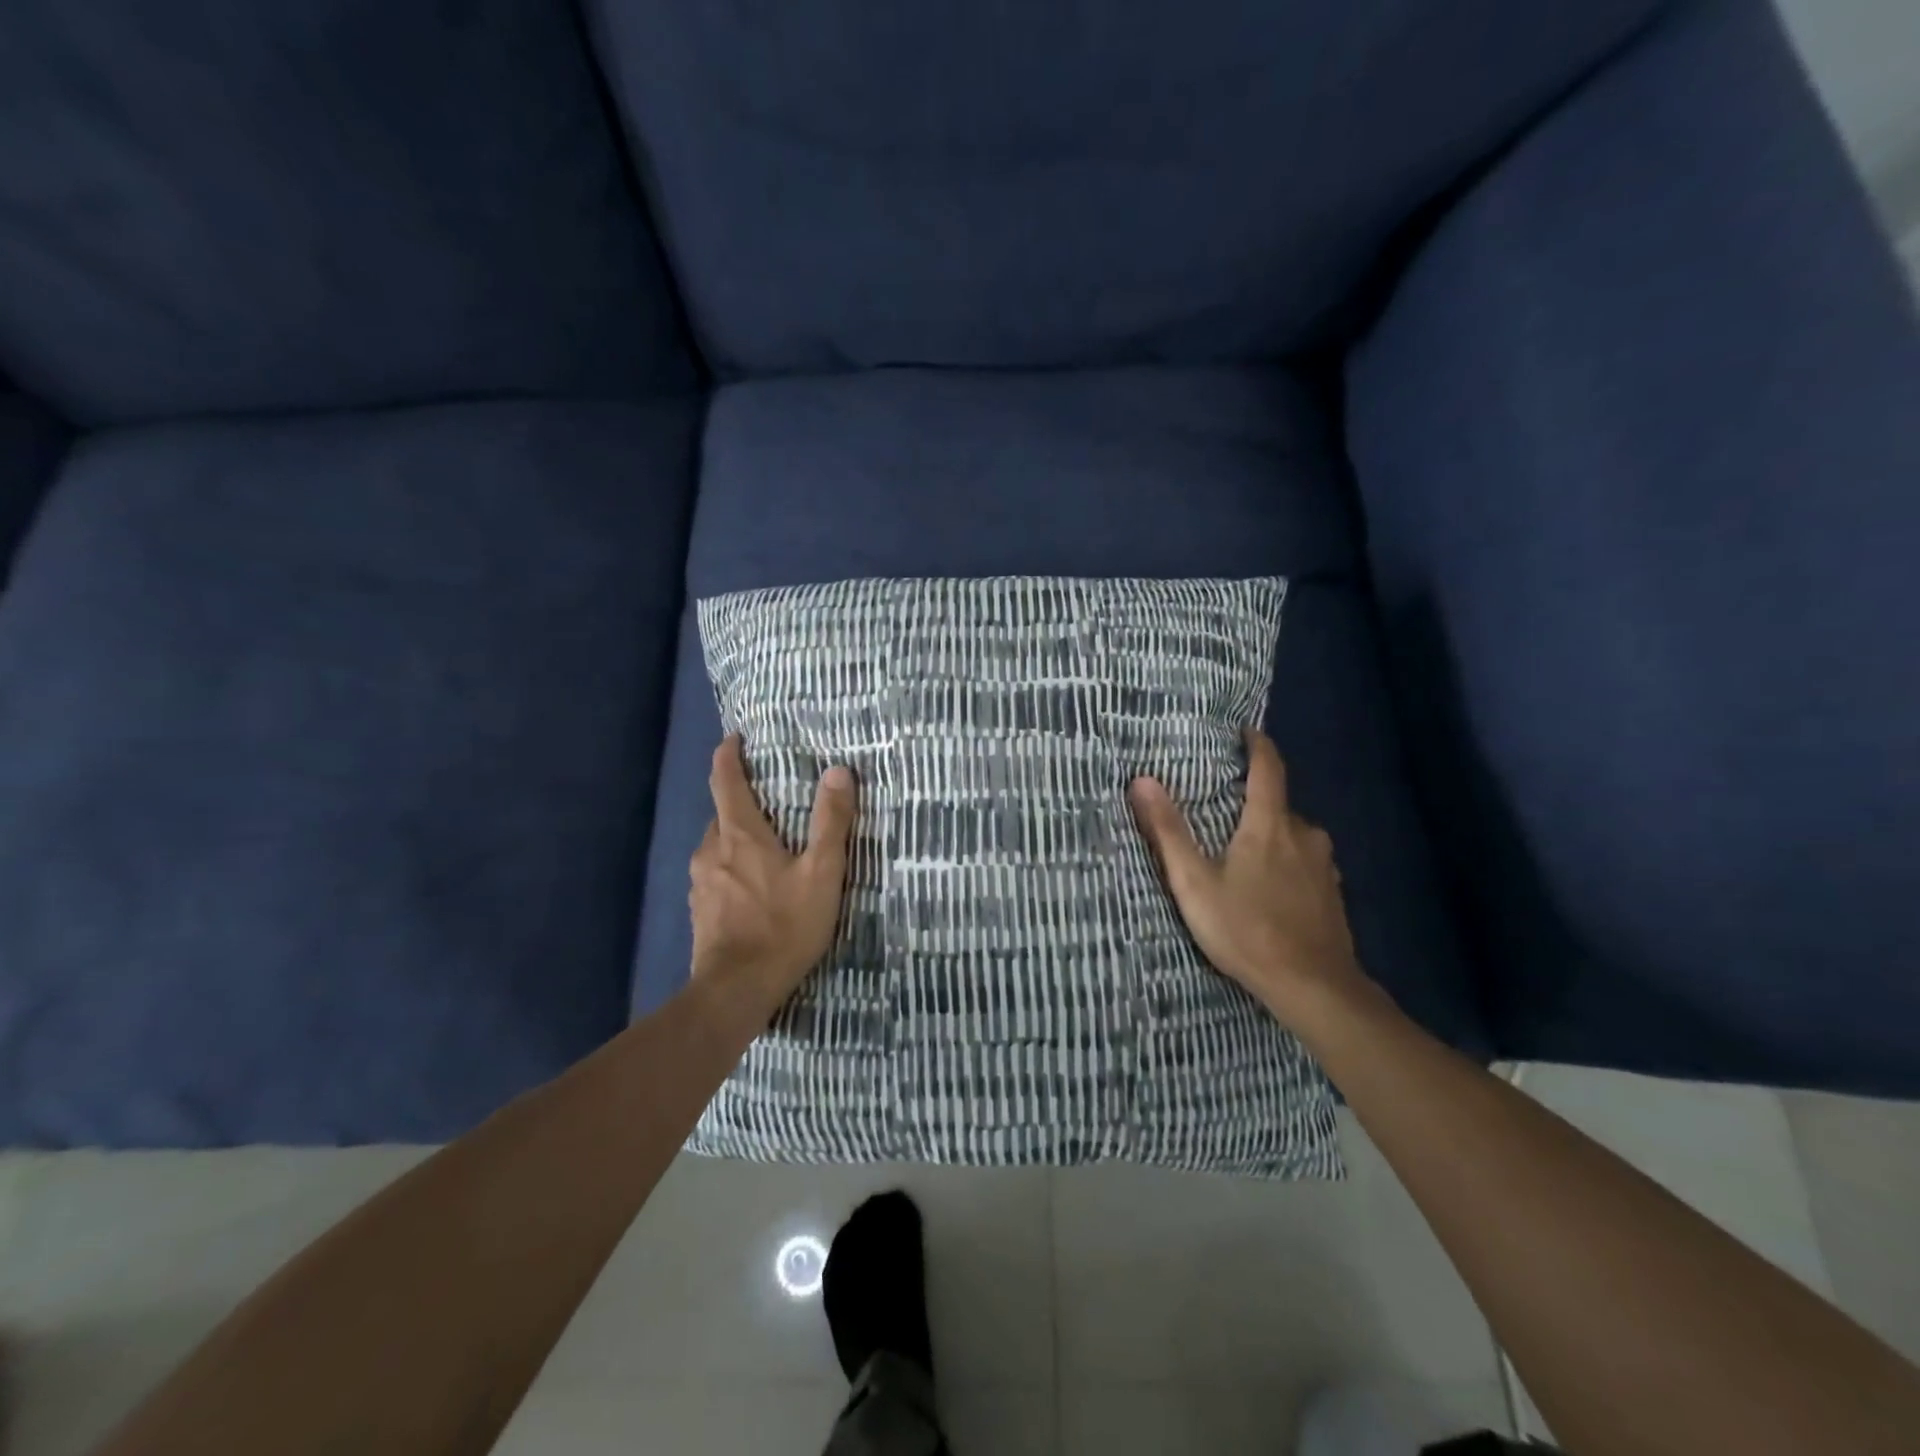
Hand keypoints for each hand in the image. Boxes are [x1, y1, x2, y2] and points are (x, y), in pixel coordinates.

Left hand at [690, 735, 857, 1017]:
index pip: (725, 780)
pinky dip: (731, 869)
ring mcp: (700, 883)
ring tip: (765, 848)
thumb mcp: (822, 873)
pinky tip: (752, 889)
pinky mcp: (699, 910)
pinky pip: (715, 875)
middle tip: (770, 803)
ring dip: (736, 839)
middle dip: (741, 802)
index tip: (733, 739)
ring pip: (717, 846)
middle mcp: (711, 850)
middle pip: (722, 814)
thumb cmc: (784, 926)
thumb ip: (831, 822)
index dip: (727, 756)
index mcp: (739, 834)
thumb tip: (838, 771)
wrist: (737, 990)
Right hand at [1128, 728, 1373, 1025]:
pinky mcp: (1333, 894)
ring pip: (1293, 835)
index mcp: (1270, 824)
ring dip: (1270, 834)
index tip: (1242, 731)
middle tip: (1221, 810)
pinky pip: (1306, 862)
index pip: (1269, 767)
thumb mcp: (1194, 882)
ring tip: (1241, 852)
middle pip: (1278, 803)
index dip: (1256, 744)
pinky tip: (1270, 888)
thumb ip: (1168, 831)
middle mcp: (1304, 834)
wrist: (1314, 988)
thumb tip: (1142, 780)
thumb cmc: (1246, 929)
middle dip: (1252, 800)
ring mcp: (1324, 866)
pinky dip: (1286, 862)